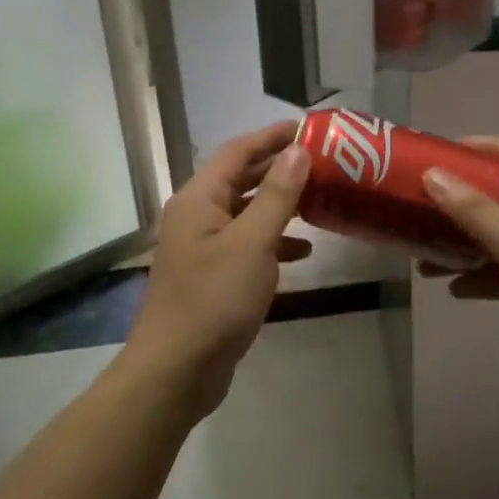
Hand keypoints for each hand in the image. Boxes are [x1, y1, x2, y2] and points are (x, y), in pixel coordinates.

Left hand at [128, 122, 311, 419]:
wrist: (176, 370)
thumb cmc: (214, 300)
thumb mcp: (252, 243)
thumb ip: (277, 195)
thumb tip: (297, 151)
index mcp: (199, 199)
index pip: (237, 152)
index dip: (271, 136)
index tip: (308, 127)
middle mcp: (197, 215)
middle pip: (241, 178)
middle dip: (279, 168)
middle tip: (322, 161)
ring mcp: (203, 247)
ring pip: (246, 212)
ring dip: (279, 204)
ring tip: (319, 199)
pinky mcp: (213, 274)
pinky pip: (246, 244)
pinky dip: (273, 242)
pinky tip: (303, 252)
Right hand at [421, 138, 498, 414]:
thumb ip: (477, 213)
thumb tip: (433, 174)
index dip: (487, 149)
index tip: (446, 152)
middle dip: (461, 202)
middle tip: (422, 206)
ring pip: (496, 241)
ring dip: (462, 245)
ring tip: (424, 256)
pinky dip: (477, 279)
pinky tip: (453, 290)